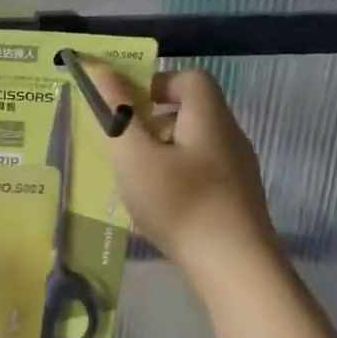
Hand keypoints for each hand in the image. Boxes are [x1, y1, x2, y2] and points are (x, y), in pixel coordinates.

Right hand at [84, 64, 278, 279]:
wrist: (235, 267)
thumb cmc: (181, 204)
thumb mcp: (136, 158)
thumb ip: (115, 114)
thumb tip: (99, 70)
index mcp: (209, 117)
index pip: (188, 78)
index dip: (154, 84)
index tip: (124, 110)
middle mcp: (229, 137)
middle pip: (189, 113)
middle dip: (150, 124)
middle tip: (121, 150)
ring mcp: (237, 172)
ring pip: (192, 147)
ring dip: (160, 156)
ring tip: (133, 183)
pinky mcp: (236, 202)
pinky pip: (200, 175)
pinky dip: (175, 181)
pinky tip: (158, 209)